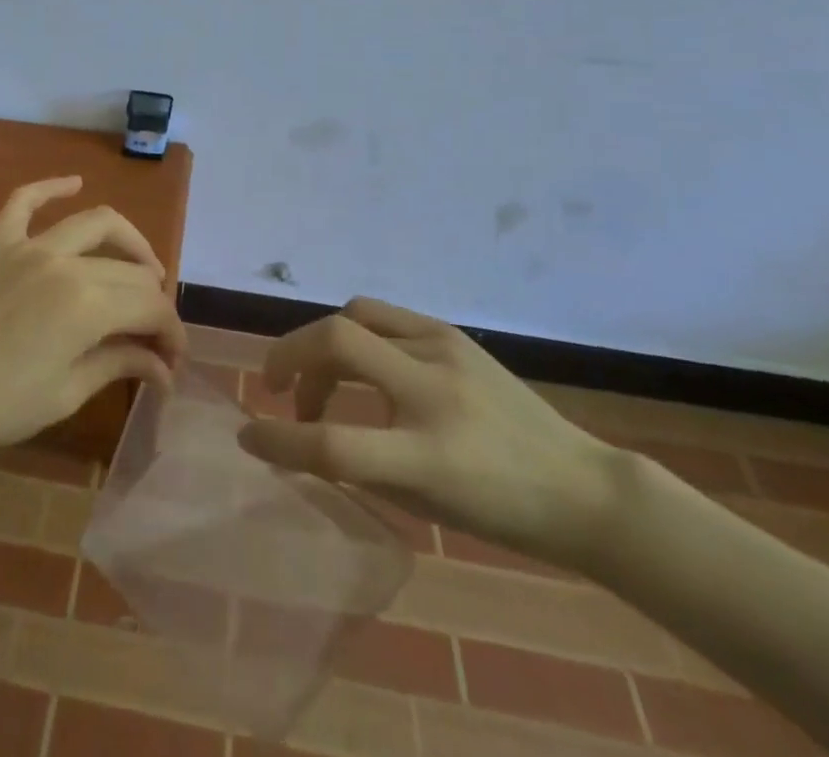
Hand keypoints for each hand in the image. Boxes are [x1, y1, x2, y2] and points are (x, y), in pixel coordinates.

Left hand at [0, 176, 187, 458]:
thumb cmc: (2, 406)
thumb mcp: (68, 392)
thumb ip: (121, 364)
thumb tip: (164, 368)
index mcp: (87, 305)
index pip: (149, 306)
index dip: (171, 331)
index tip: (174, 357)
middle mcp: (64, 262)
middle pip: (129, 270)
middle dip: (154, 301)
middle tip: (157, 331)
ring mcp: (28, 245)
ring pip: (95, 223)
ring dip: (128, 242)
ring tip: (142, 266)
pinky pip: (25, 199)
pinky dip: (52, 187)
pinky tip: (75, 183)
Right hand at [237, 298, 624, 568]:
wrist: (580, 487)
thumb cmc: (499, 512)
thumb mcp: (423, 502)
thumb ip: (359, 463)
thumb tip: (304, 430)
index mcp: (429, 456)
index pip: (335, 444)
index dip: (280, 441)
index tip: (248, 438)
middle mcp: (434, 391)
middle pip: (336, 342)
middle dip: (288, 356)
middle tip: (278, 388)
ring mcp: (445, 351)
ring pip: (353, 317)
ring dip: (319, 347)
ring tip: (321, 383)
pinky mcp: (451, 332)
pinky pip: (380, 316)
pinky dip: (353, 336)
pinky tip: (361, 365)